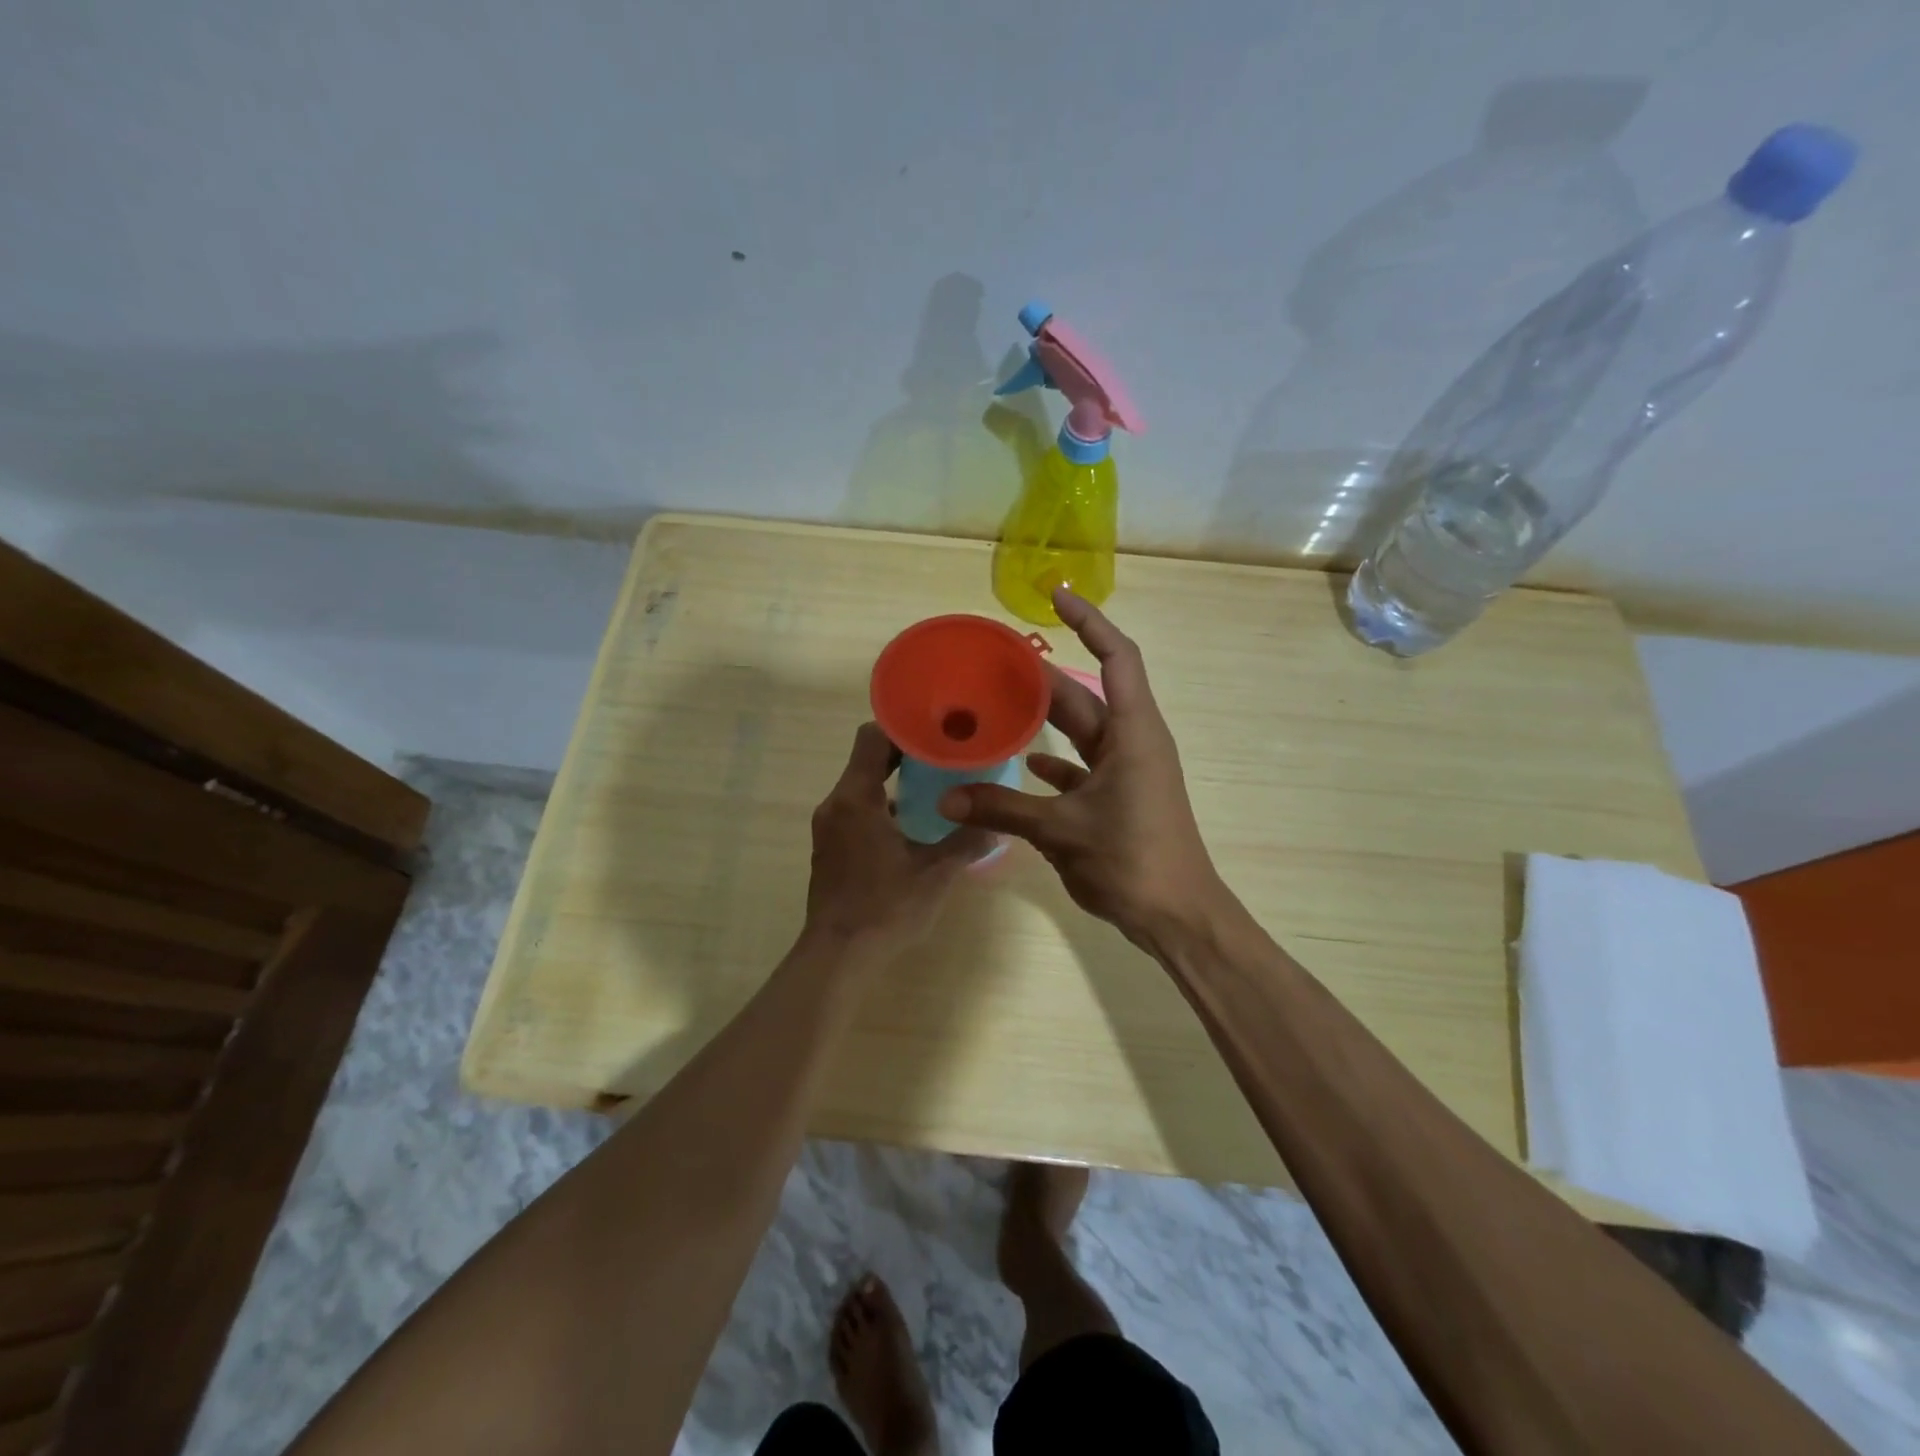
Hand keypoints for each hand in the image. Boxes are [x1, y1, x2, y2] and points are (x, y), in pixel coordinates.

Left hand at [804, 722, 993, 956]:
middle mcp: (836, 804)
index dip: (903, 726)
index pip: (872, 737)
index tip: (936, 728)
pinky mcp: (829, 847)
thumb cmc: (886, 908)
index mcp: (856, 798)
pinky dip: (880, 805)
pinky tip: (911, 824)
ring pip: (860, 785)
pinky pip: (855, 809)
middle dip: (904, 752)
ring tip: (934, 785)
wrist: (838, 956)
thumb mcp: (935, 873)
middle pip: (866, 758)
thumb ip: (967, 842)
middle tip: (945, 753)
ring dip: (892, 780)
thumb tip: (998, 824)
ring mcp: (828, 826)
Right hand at [938, 588, 1224, 950]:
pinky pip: (1079, 770)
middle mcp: (1131, 743)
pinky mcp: (1116, 800)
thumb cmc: (1132, 859)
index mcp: (1132, 732)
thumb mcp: (1061, 830)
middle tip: (993, 664)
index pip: (1117, 657)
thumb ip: (1003, 809)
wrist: (1176, 916)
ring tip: (996, 706)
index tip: (1056, 597)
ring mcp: (1126, 772)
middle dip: (1042, 679)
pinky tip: (1020, 765)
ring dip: (1044, 721)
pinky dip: (1052, 764)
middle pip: (1084, 696)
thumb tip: (947, 797)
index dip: (1089, 622)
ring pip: (1079, 734)